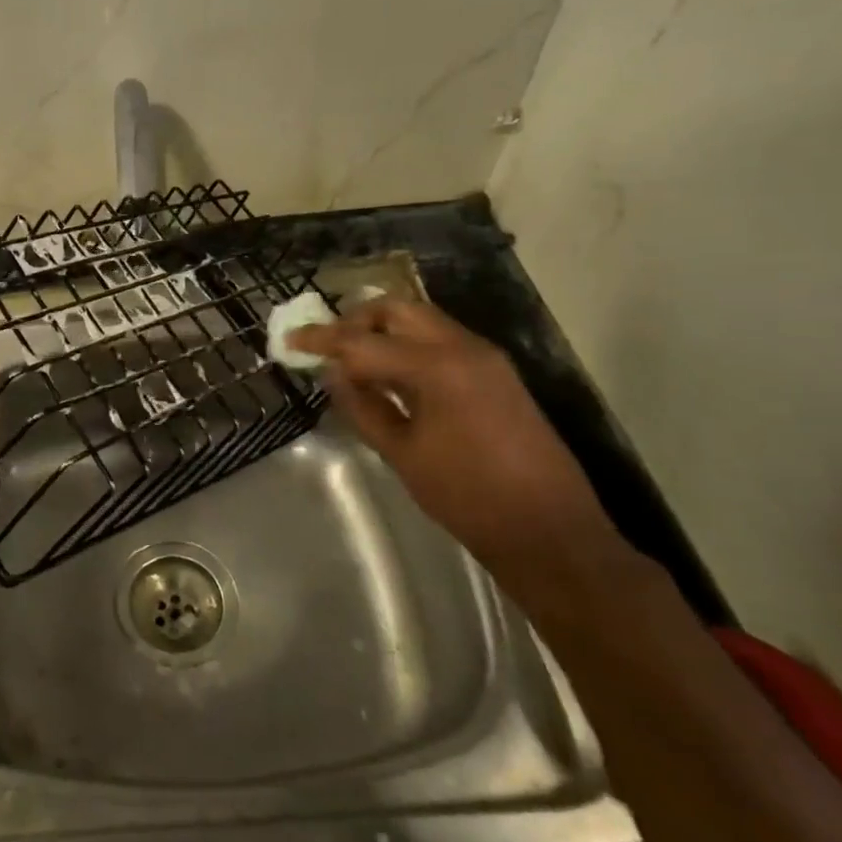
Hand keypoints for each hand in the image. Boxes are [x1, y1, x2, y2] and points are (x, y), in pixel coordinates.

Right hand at [288, 297, 620, 577]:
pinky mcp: (496, 375)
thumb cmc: (468, 497)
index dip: (322, 339)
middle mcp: (464, 348)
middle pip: (398, 310)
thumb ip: (363, 407)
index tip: (291, 339)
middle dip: (357, 320)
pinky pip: (440, 342)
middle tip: (328, 346)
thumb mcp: (402, 454)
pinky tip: (390, 376)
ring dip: (382, 331)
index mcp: (438, 367)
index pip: (364, 341)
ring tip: (352, 361)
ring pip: (421, 321)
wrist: (550, 531)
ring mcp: (485, 358)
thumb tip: (334, 374)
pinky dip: (407, 347)